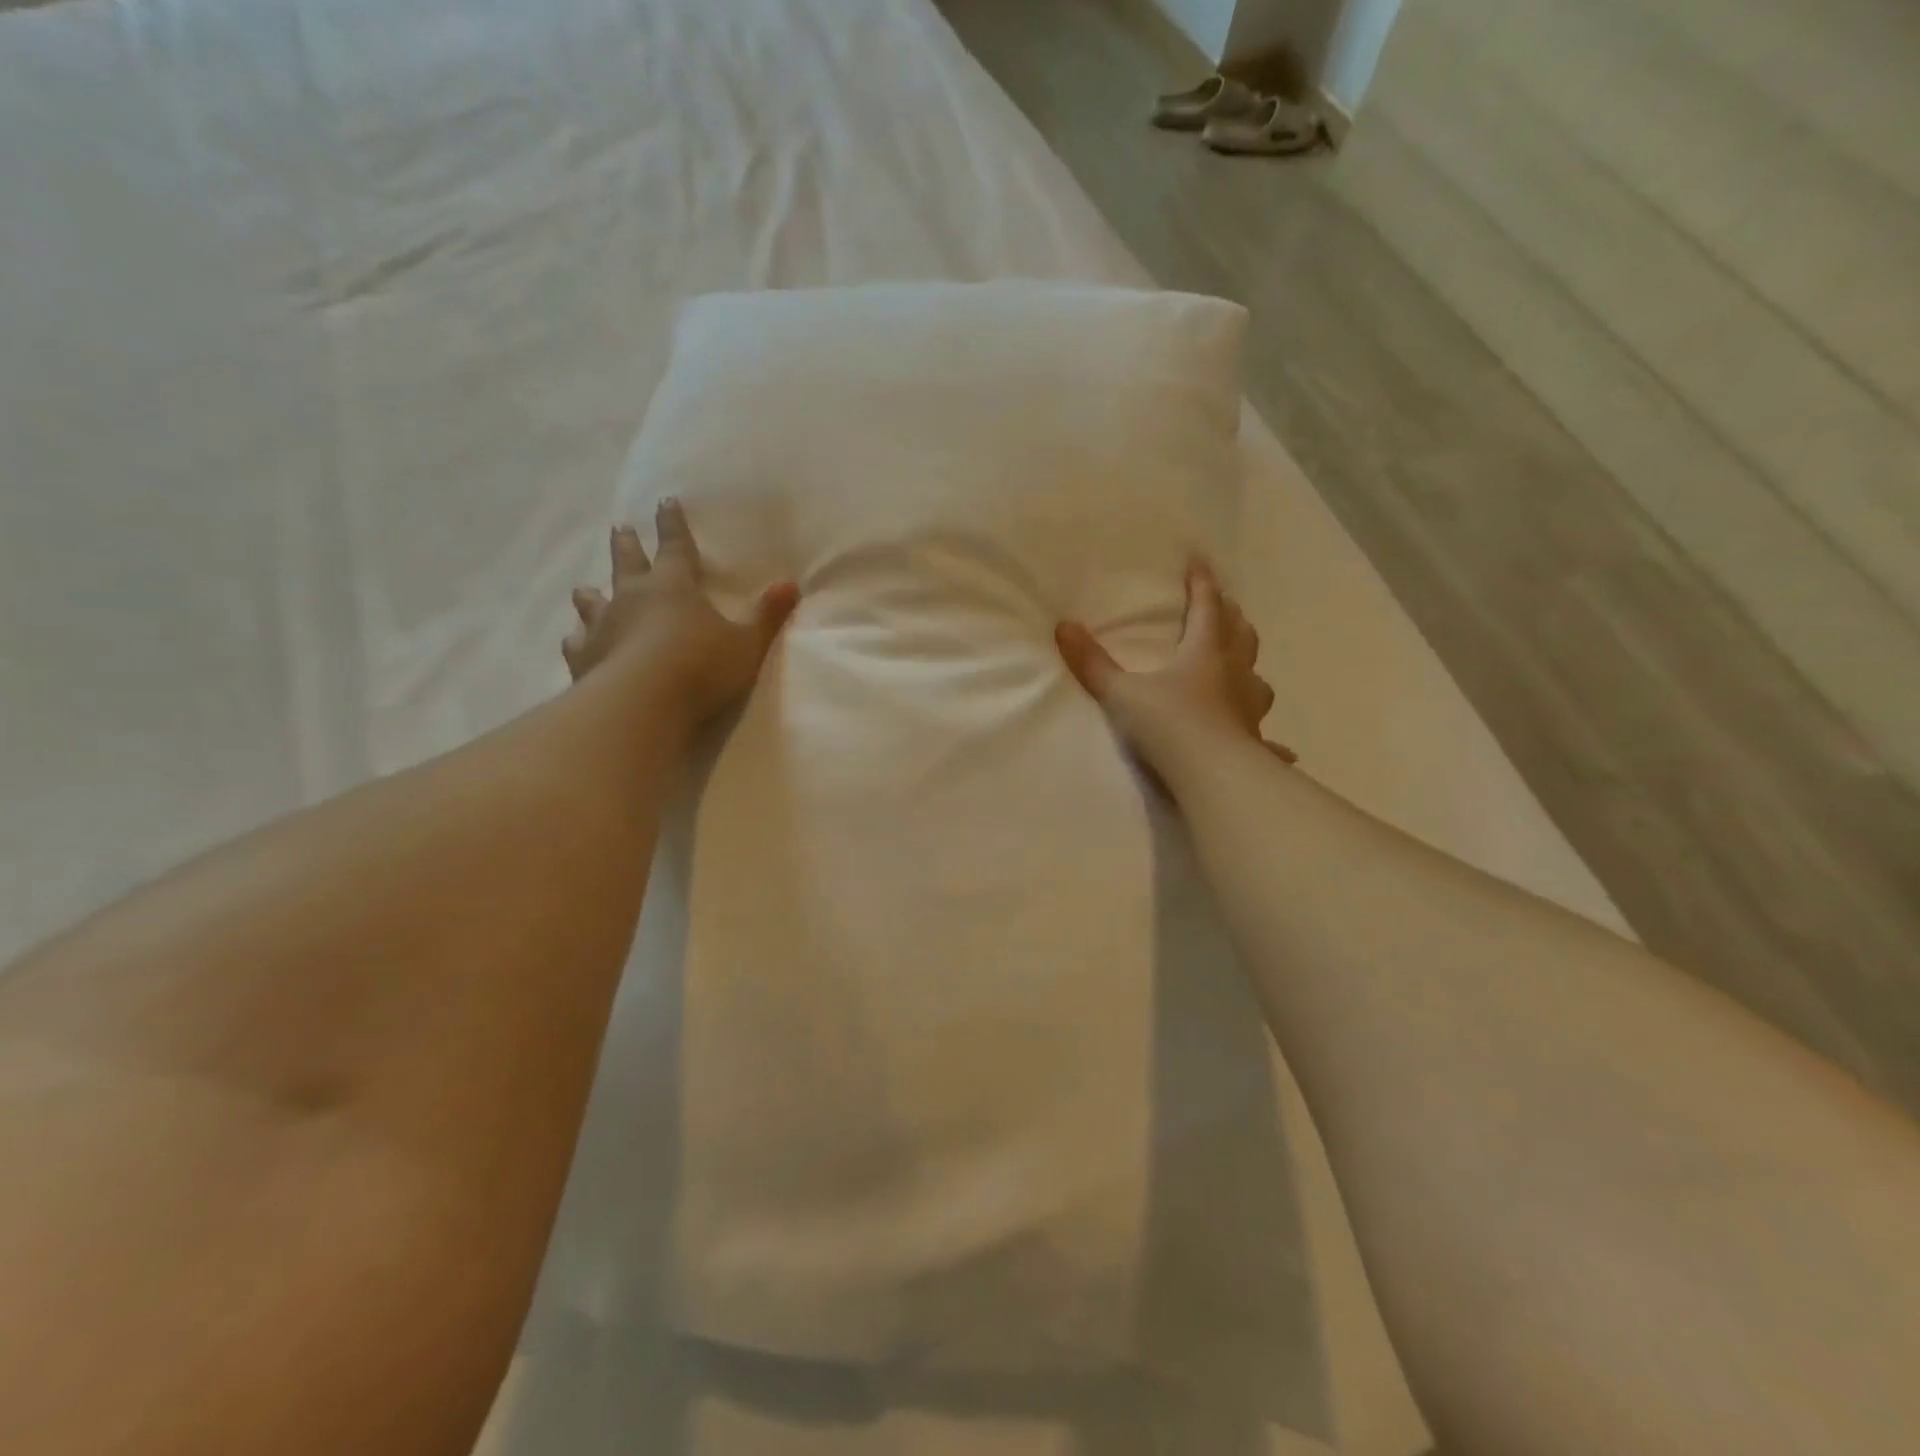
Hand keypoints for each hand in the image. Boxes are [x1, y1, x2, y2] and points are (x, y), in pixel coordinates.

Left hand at [564, 498, 798, 730]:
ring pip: (592, 600)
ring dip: (591, 593)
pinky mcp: (584, 658)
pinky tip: (575, 641)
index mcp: (674, 587)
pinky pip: (576, 642)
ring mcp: (602, 626)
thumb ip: (767, 616)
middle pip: (627, 562)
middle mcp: (632, 597)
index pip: (675, 546)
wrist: (642, 703)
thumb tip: (791, 585)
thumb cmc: (700, 668)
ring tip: (585, 589)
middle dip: (627, 544)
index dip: (673, 524)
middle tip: (621, 528)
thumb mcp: (746, 644)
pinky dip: (578, 639)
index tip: (665, 501)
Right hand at [1055, 557, 1294, 780]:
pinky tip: (1281, 751)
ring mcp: (1248, 706)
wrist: (1211, 773)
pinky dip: (1271, 741)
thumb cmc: (1168, 724)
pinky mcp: (1254, 739)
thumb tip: (1064, 626)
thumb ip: (1093, 663)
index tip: (1200, 560)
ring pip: (1255, 676)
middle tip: (1225, 605)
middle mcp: (1233, 672)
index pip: (1206, 606)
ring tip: (1242, 665)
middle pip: (1238, 634)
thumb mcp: (1122, 692)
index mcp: (1204, 652)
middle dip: (1230, 615)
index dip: (1202, 582)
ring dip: (1248, 665)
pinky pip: (1266, 736)